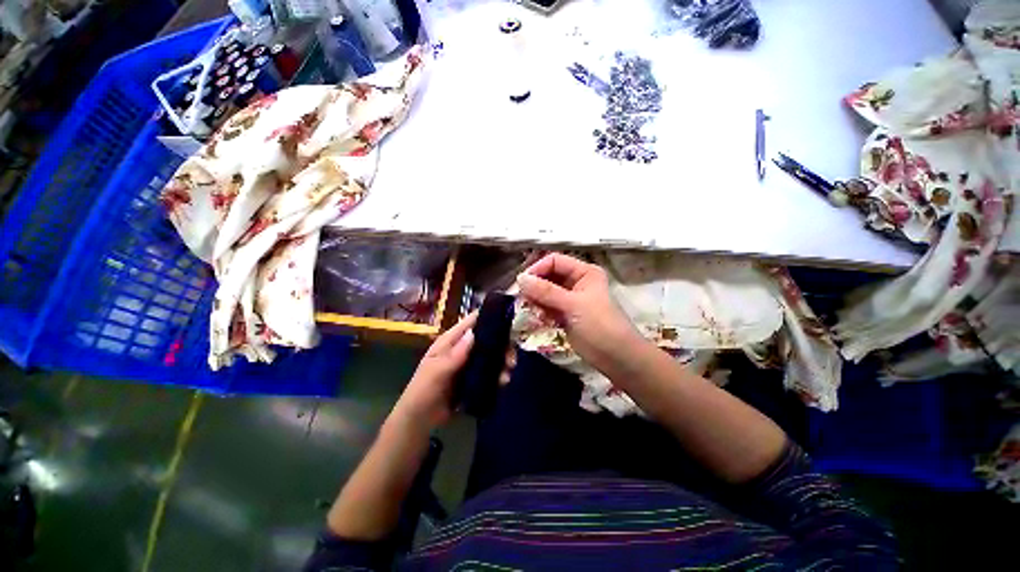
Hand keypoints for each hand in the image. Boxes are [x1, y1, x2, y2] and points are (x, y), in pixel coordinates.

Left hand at [390, 312, 516, 431]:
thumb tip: (474, 333)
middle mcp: (460, 352)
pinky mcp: (472, 383)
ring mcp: (467, 368)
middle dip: (501, 346)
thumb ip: (455, 354)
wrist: (421, 417)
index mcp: (449, 343)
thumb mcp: (437, 371)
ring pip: (490, 359)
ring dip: (502, 364)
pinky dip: (498, 377)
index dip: (487, 317)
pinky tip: (504, 383)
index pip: (469, 324)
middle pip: (486, 341)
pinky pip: (489, 376)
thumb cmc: (424, 390)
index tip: (509, 318)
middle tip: (512, 358)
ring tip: (508, 373)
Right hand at [516, 253, 640, 375]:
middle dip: (535, 286)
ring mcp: (572, 301)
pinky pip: (548, 308)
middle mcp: (578, 283)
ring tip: (529, 310)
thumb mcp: (572, 304)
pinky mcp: (567, 317)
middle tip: (522, 299)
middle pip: (549, 276)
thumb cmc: (599, 325)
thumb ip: (545, 291)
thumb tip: (520, 279)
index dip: (538, 269)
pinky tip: (536, 318)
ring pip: (546, 293)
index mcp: (584, 272)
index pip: (555, 261)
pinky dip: (540, 311)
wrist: (615, 355)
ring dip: (536, 300)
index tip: (522, 283)